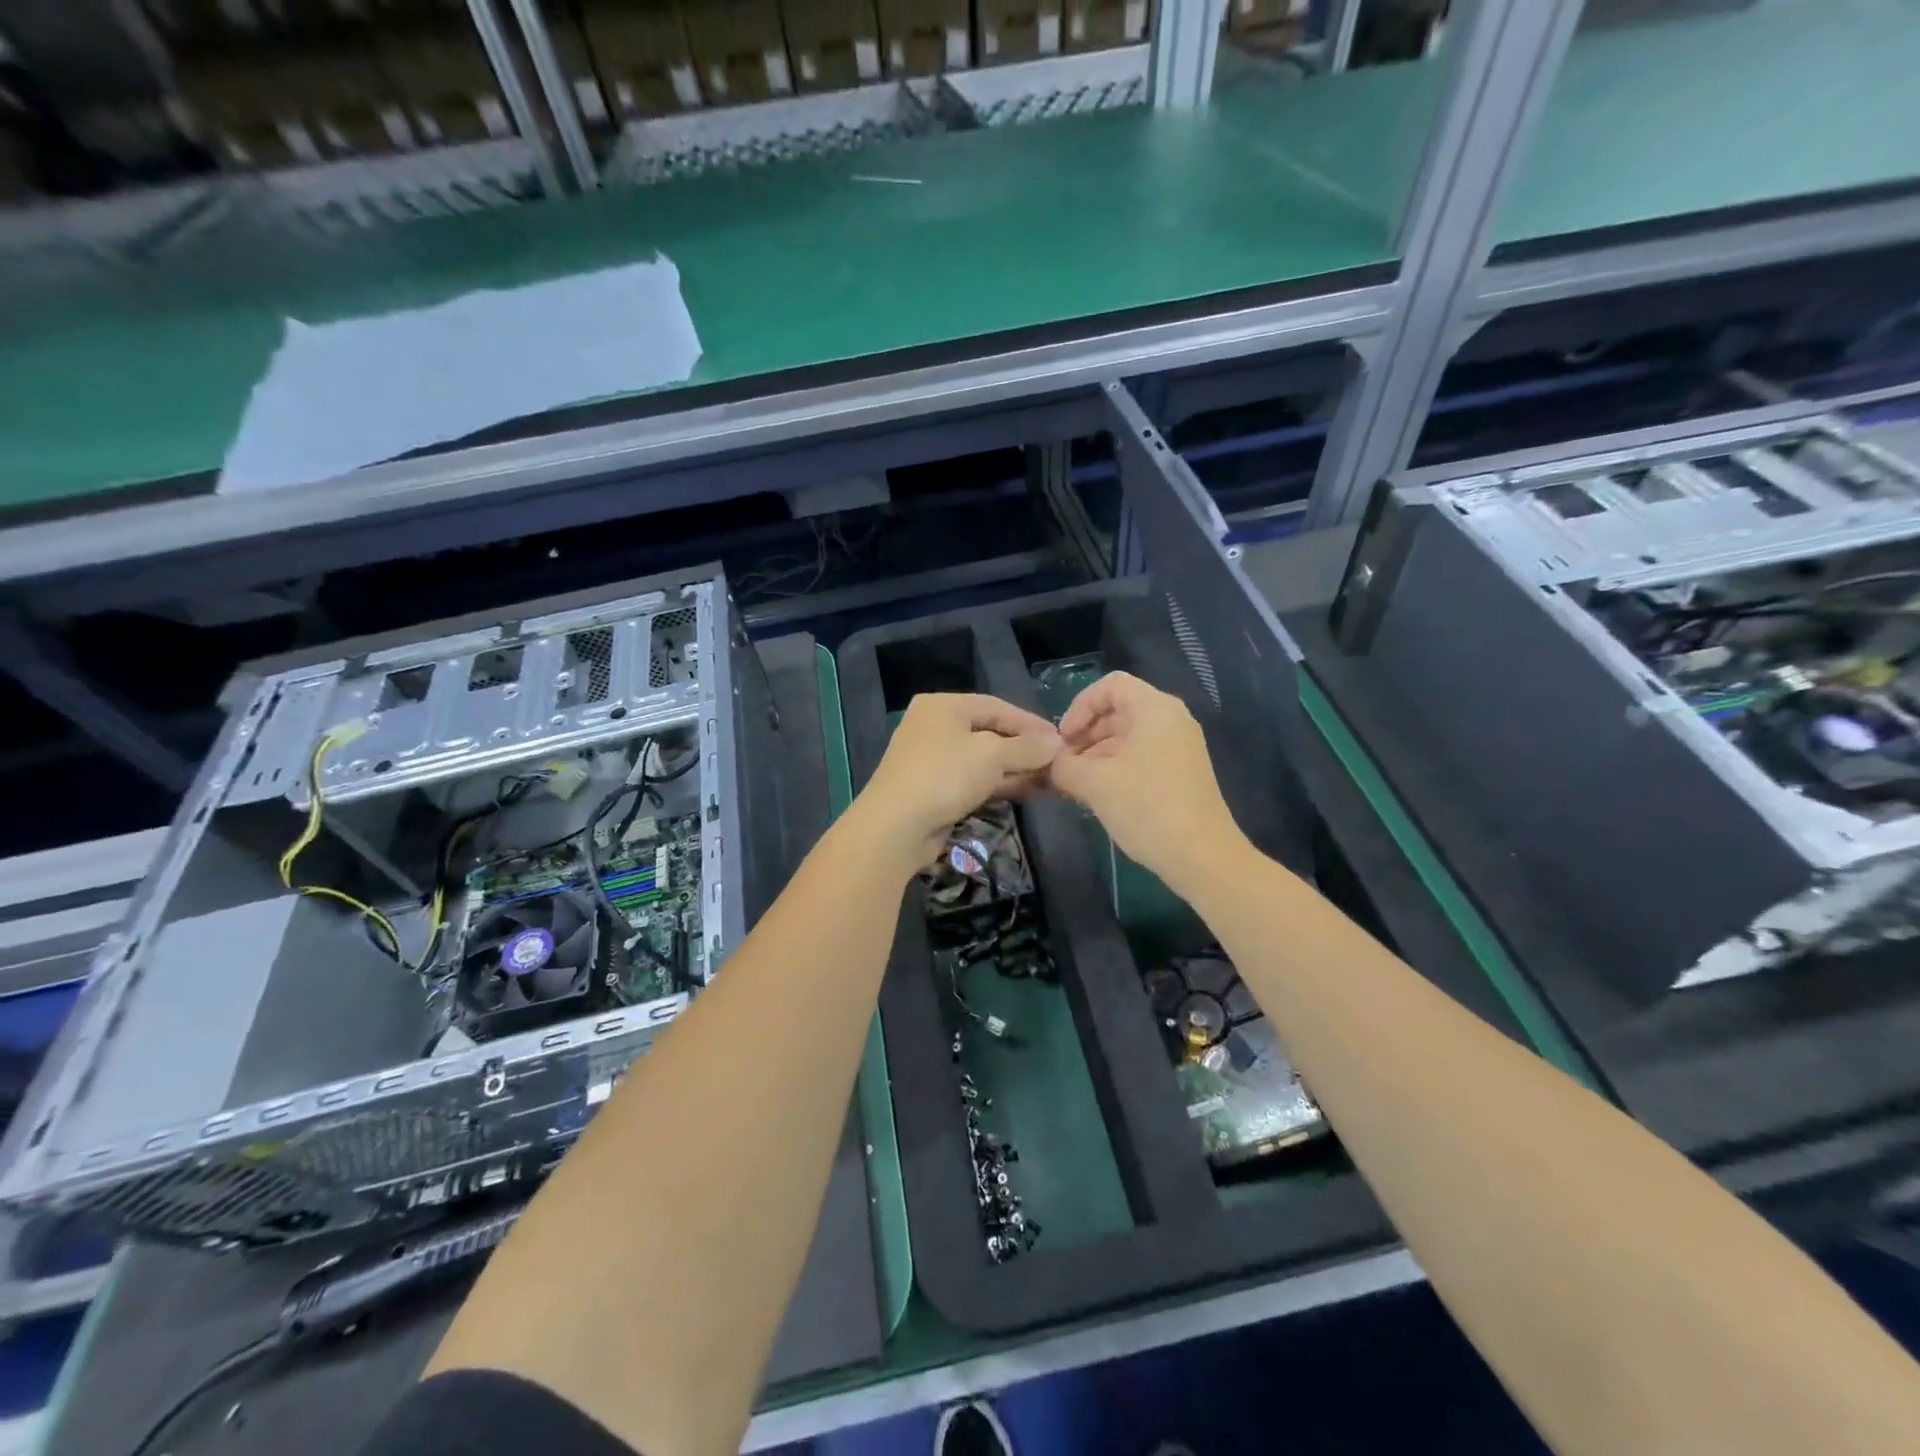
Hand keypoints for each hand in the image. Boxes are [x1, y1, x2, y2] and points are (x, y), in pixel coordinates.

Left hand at [848, 693, 1059, 873]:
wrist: (896, 827)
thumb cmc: (945, 775)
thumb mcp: (992, 755)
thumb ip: (1027, 747)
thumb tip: (1056, 743)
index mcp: (943, 706)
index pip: (997, 706)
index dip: (1030, 723)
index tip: (1060, 739)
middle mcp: (934, 726)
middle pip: (990, 732)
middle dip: (1024, 749)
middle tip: (1057, 762)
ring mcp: (931, 759)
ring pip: (982, 759)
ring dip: (1015, 769)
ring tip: (1050, 780)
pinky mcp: (933, 789)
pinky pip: (973, 780)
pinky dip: (998, 784)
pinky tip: (1026, 792)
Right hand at [1049, 672, 1242, 895]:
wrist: (1202, 857)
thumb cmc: (1147, 808)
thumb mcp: (1094, 784)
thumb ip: (1061, 765)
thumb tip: (1044, 761)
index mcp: (1154, 709)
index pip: (1109, 686)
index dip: (1079, 706)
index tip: (1062, 739)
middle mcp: (1171, 719)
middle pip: (1117, 711)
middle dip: (1084, 735)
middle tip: (1061, 765)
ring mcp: (1179, 746)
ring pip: (1126, 736)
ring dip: (1095, 754)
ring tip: (1073, 784)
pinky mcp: (1181, 771)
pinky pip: (1140, 755)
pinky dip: (1114, 767)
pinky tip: (1096, 794)